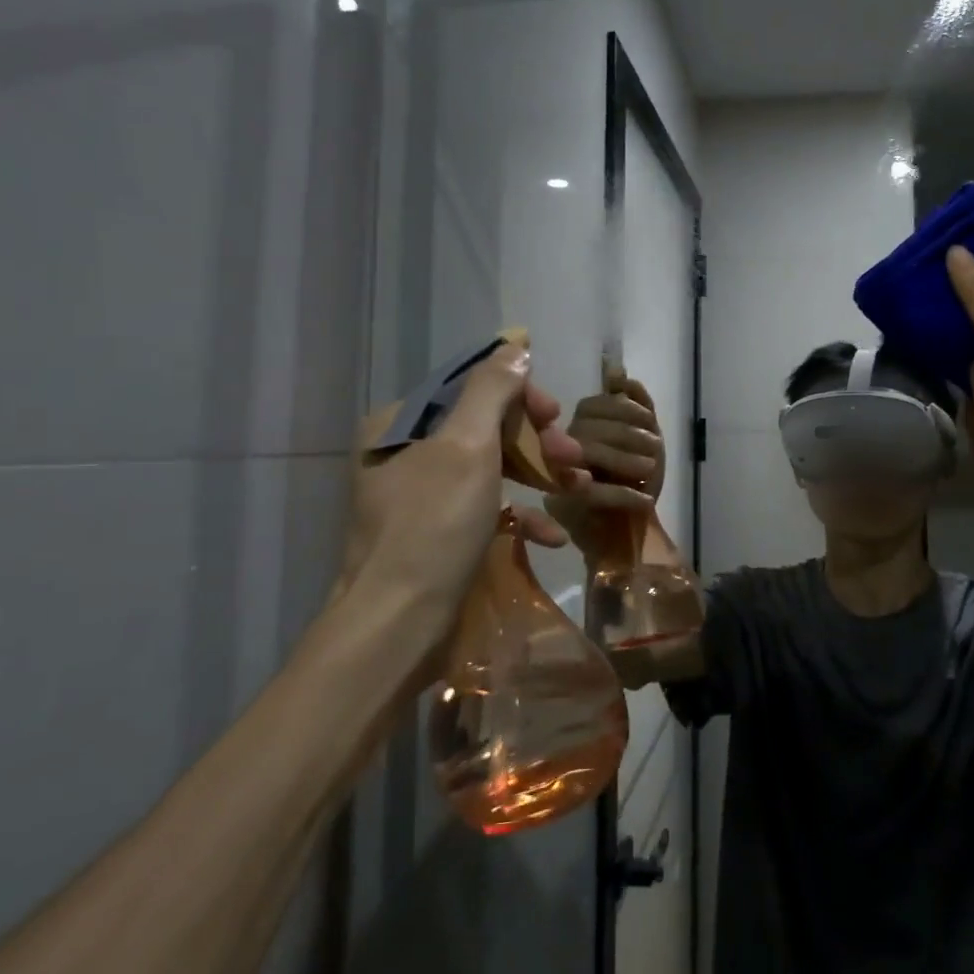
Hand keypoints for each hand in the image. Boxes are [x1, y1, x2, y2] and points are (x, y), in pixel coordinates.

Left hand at [331, 345, 584, 656]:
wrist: (397, 626)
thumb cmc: (433, 527)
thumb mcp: (466, 448)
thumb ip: (491, 390)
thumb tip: (514, 346)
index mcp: (401, 424)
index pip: (469, 387)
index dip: (519, 396)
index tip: (555, 416)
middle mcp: (405, 454)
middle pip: (484, 428)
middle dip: (534, 440)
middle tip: (572, 457)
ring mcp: (421, 497)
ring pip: (490, 468)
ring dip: (537, 475)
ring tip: (576, 489)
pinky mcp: (436, 536)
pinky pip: (484, 510)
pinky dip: (519, 516)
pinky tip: (551, 534)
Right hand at [546, 370, 665, 559]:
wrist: (627, 532)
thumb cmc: (633, 479)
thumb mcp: (645, 437)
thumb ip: (635, 403)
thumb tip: (617, 371)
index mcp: (577, 426)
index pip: (592, 405)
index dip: (624, 409)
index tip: (651, 423)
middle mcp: (559, 446)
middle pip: (587, 428)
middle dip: (628, 435)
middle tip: (656, 449)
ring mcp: (558, 476)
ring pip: (587, 454)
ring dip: (625, 459)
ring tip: (651, 468)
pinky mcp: (565, 506)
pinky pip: (592, 493)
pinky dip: (623, 494)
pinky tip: (646, 499)